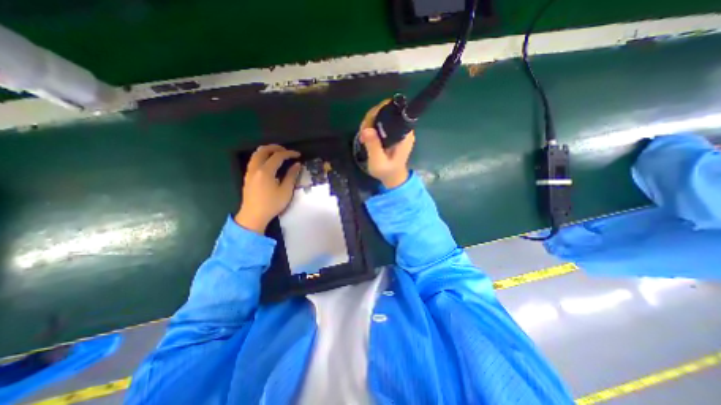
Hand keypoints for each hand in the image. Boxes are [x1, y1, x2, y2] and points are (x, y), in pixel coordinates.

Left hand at [235, 145, 300, 234]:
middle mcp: (255, 168)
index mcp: (265, 171)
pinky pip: (253, 160)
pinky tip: (269, 163)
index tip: (298, 155)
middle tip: (287, 151)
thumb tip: (297, 165)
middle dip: (276, 148)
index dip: (289, 153)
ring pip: (256, 154)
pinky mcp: (247, 176)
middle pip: (263, 150)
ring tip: (278, 154)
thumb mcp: (286, 191)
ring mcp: (249, 172)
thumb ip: (291, 176)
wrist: (253, 216)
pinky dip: (262, 156)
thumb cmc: (272, 204)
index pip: (278, 156)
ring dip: (267, 151)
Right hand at [357, 100, 413, 189]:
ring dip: (369, 123)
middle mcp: (402, 128)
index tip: (367, 125)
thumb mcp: (378, 161)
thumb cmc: (387, 171)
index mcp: (403, 134)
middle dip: (371, 119)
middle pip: (385, 111)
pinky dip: (371, 127)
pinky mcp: (392, 132)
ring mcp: (397, 130)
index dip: (378, 113)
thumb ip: (374, 146)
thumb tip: (367, 129)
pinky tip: (366, 137)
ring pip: (381, 116)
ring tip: (363, 138)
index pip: (393, 111)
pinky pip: (380, 122)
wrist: (392, 177)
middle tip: (363, 134)